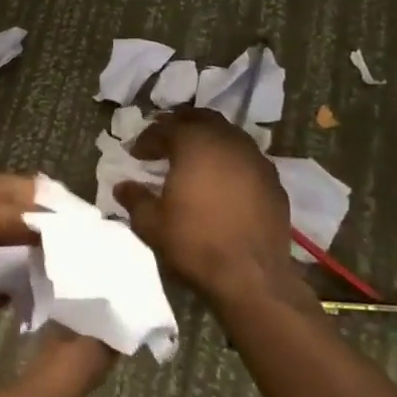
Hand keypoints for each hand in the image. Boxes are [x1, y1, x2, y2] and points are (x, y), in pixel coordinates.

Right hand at [114, 107, 296, 308]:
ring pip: (228, 135)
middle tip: (165, 141)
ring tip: (193, 160)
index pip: (165, 128)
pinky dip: (230, 162)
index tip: (136, 154)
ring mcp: (256, 160)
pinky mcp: (274, 182)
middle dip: (180, 125)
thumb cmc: (195, 243)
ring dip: (208, 141)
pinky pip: (247, 159)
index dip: (147, 139)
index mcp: (195, 144)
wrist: (252, 276)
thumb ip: (135, 199)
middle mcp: (228, 142)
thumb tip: (123, 186)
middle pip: (202, 119)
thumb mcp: (152, 224)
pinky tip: (222, 182)